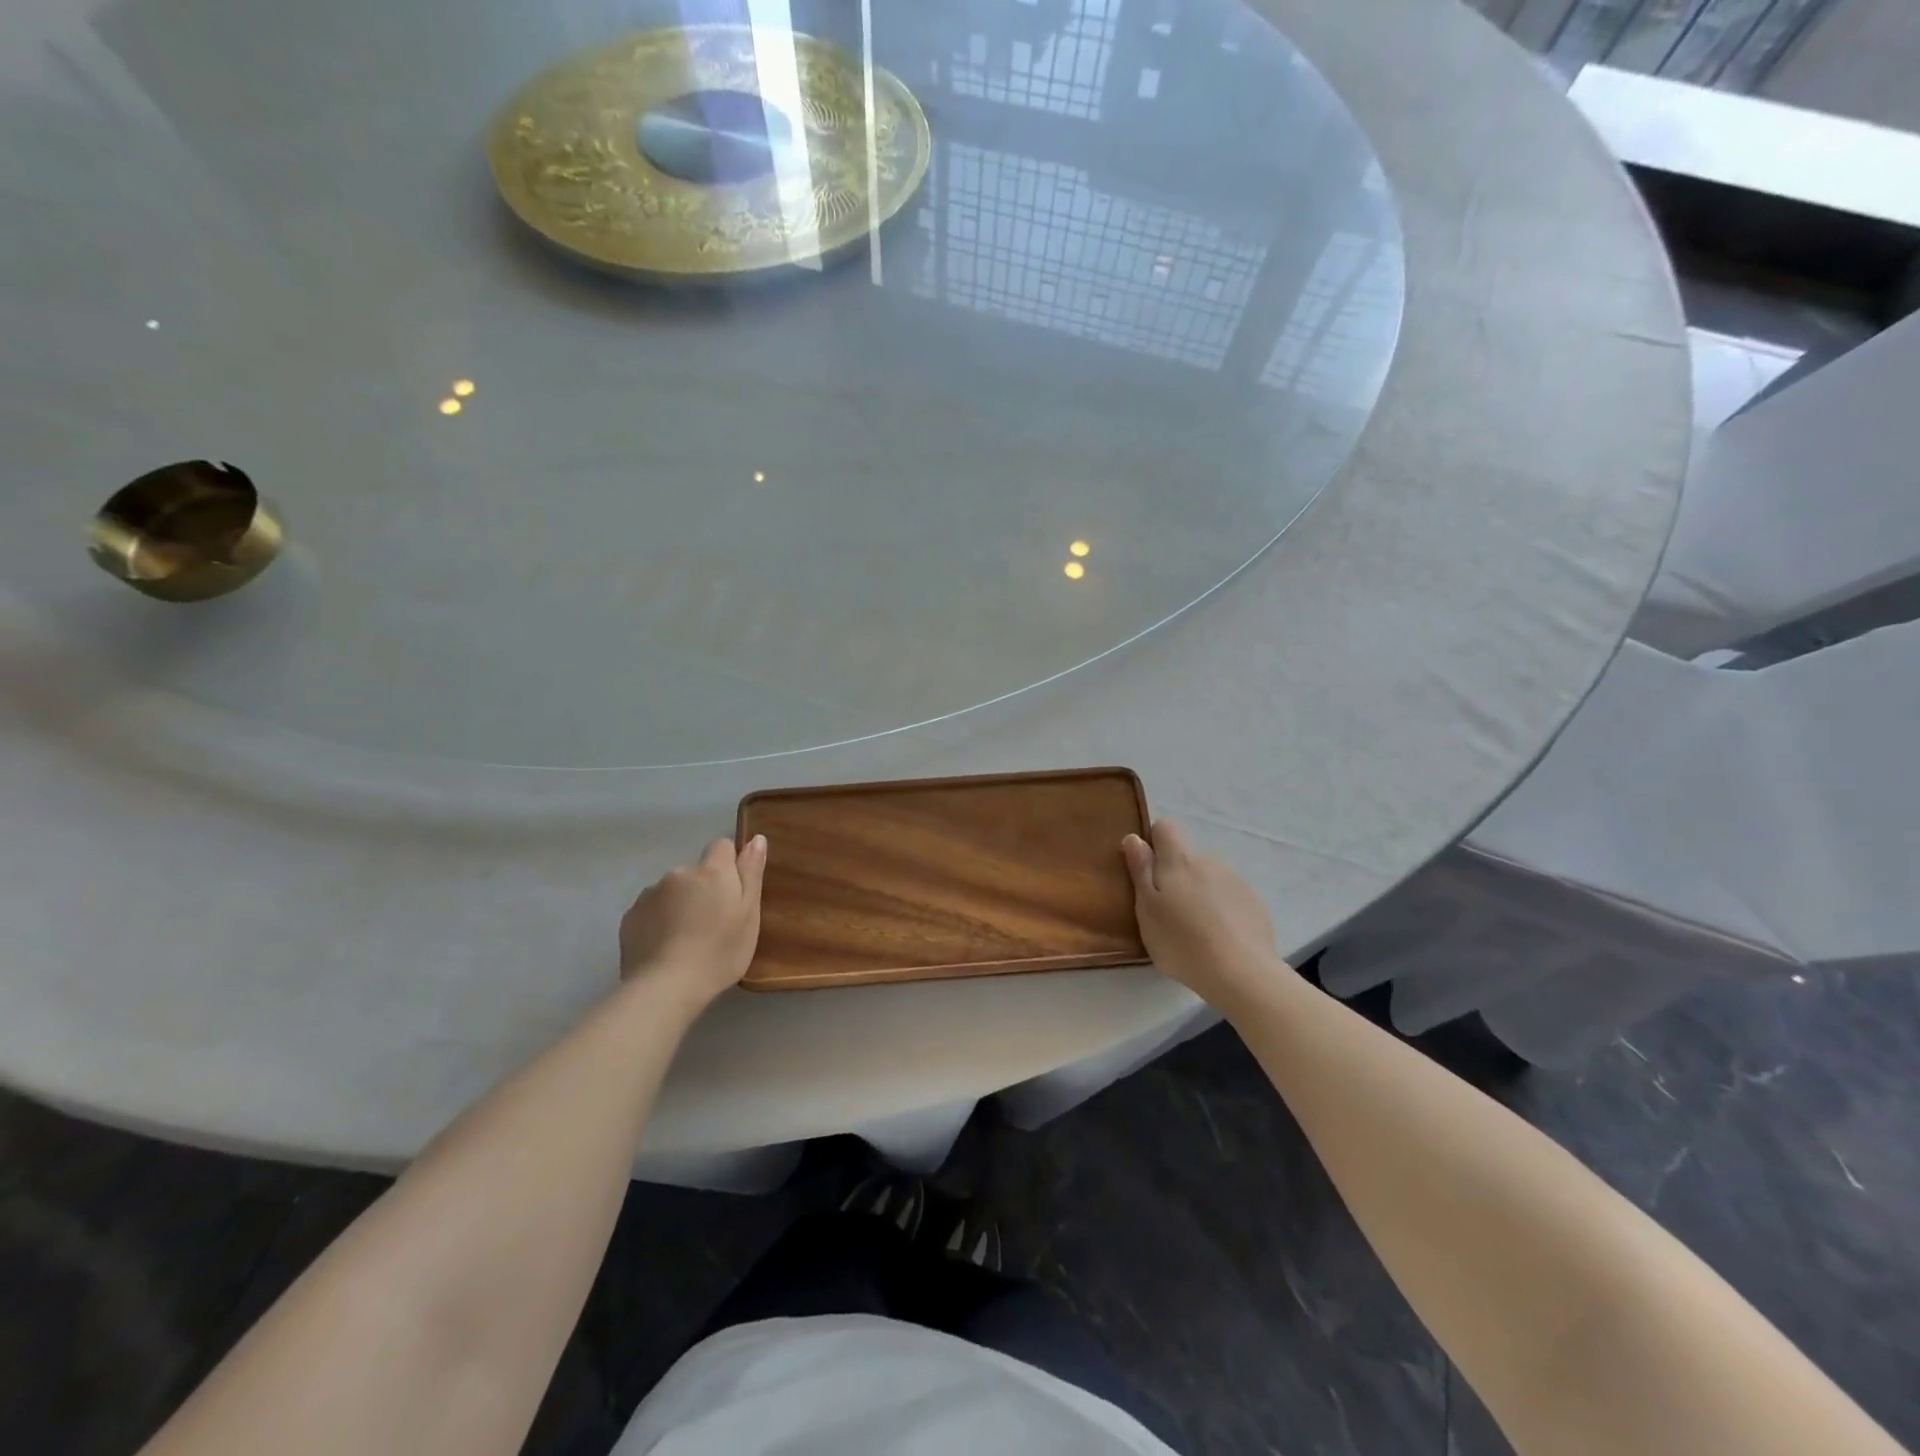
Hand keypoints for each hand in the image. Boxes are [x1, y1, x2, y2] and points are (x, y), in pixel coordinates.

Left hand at [618, 836, 766, 1008]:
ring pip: (672, 890)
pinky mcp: (630, 916)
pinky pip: (651, 909)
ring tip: (685, 939)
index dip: (729, 865)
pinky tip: (664, 946)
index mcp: (712, 871)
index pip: (722, 846)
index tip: (732, 893)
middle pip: (696, 871)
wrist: (666, 988)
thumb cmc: (719, 952)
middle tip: (712, 924)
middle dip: (703, 888)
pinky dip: (659, 920)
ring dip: (680, 904)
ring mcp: (650, 893)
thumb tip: (756, 838)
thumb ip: (751, 873)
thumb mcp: (749, 915)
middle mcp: (679, 873)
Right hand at [1122, 819, 1285, 1007]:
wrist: (1242, 973)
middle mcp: (1209, 861)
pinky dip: (1221, 909)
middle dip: (1176, 876)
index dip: (1153, 843)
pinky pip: (1229, 896)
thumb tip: (1134, 837)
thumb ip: (1140, 870)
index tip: (1147, 872)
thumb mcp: (1147, 909)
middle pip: (1186, 857)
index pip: (1165, 827)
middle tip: (1169, 912)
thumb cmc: (1182, 942)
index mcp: (1179, 860)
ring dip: (1199, 893)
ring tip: (1196, 930)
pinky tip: (1220, 937)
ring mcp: (1235, 880)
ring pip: (1208, 878)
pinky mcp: (1254, 902)